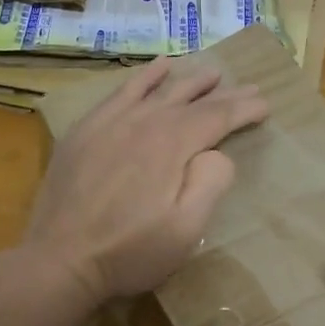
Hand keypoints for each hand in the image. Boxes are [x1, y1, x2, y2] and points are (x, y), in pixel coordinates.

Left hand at [21, 60, 269, 306]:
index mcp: (172, 145)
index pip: (217, 117)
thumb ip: (210, 183)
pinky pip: (122, 91)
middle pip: (191, 99)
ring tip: (210, 72)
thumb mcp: (185, 230)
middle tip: (248, 86)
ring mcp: (112, 121)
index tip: (265, 105)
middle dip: (223, 93)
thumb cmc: (129, 251)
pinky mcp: (87, 129)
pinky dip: (144, 77)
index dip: (244, 109)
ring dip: (188, 79)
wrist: (59, 259)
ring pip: (159, 89)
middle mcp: (145, 121)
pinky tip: (157, 67)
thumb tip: (218, 152)